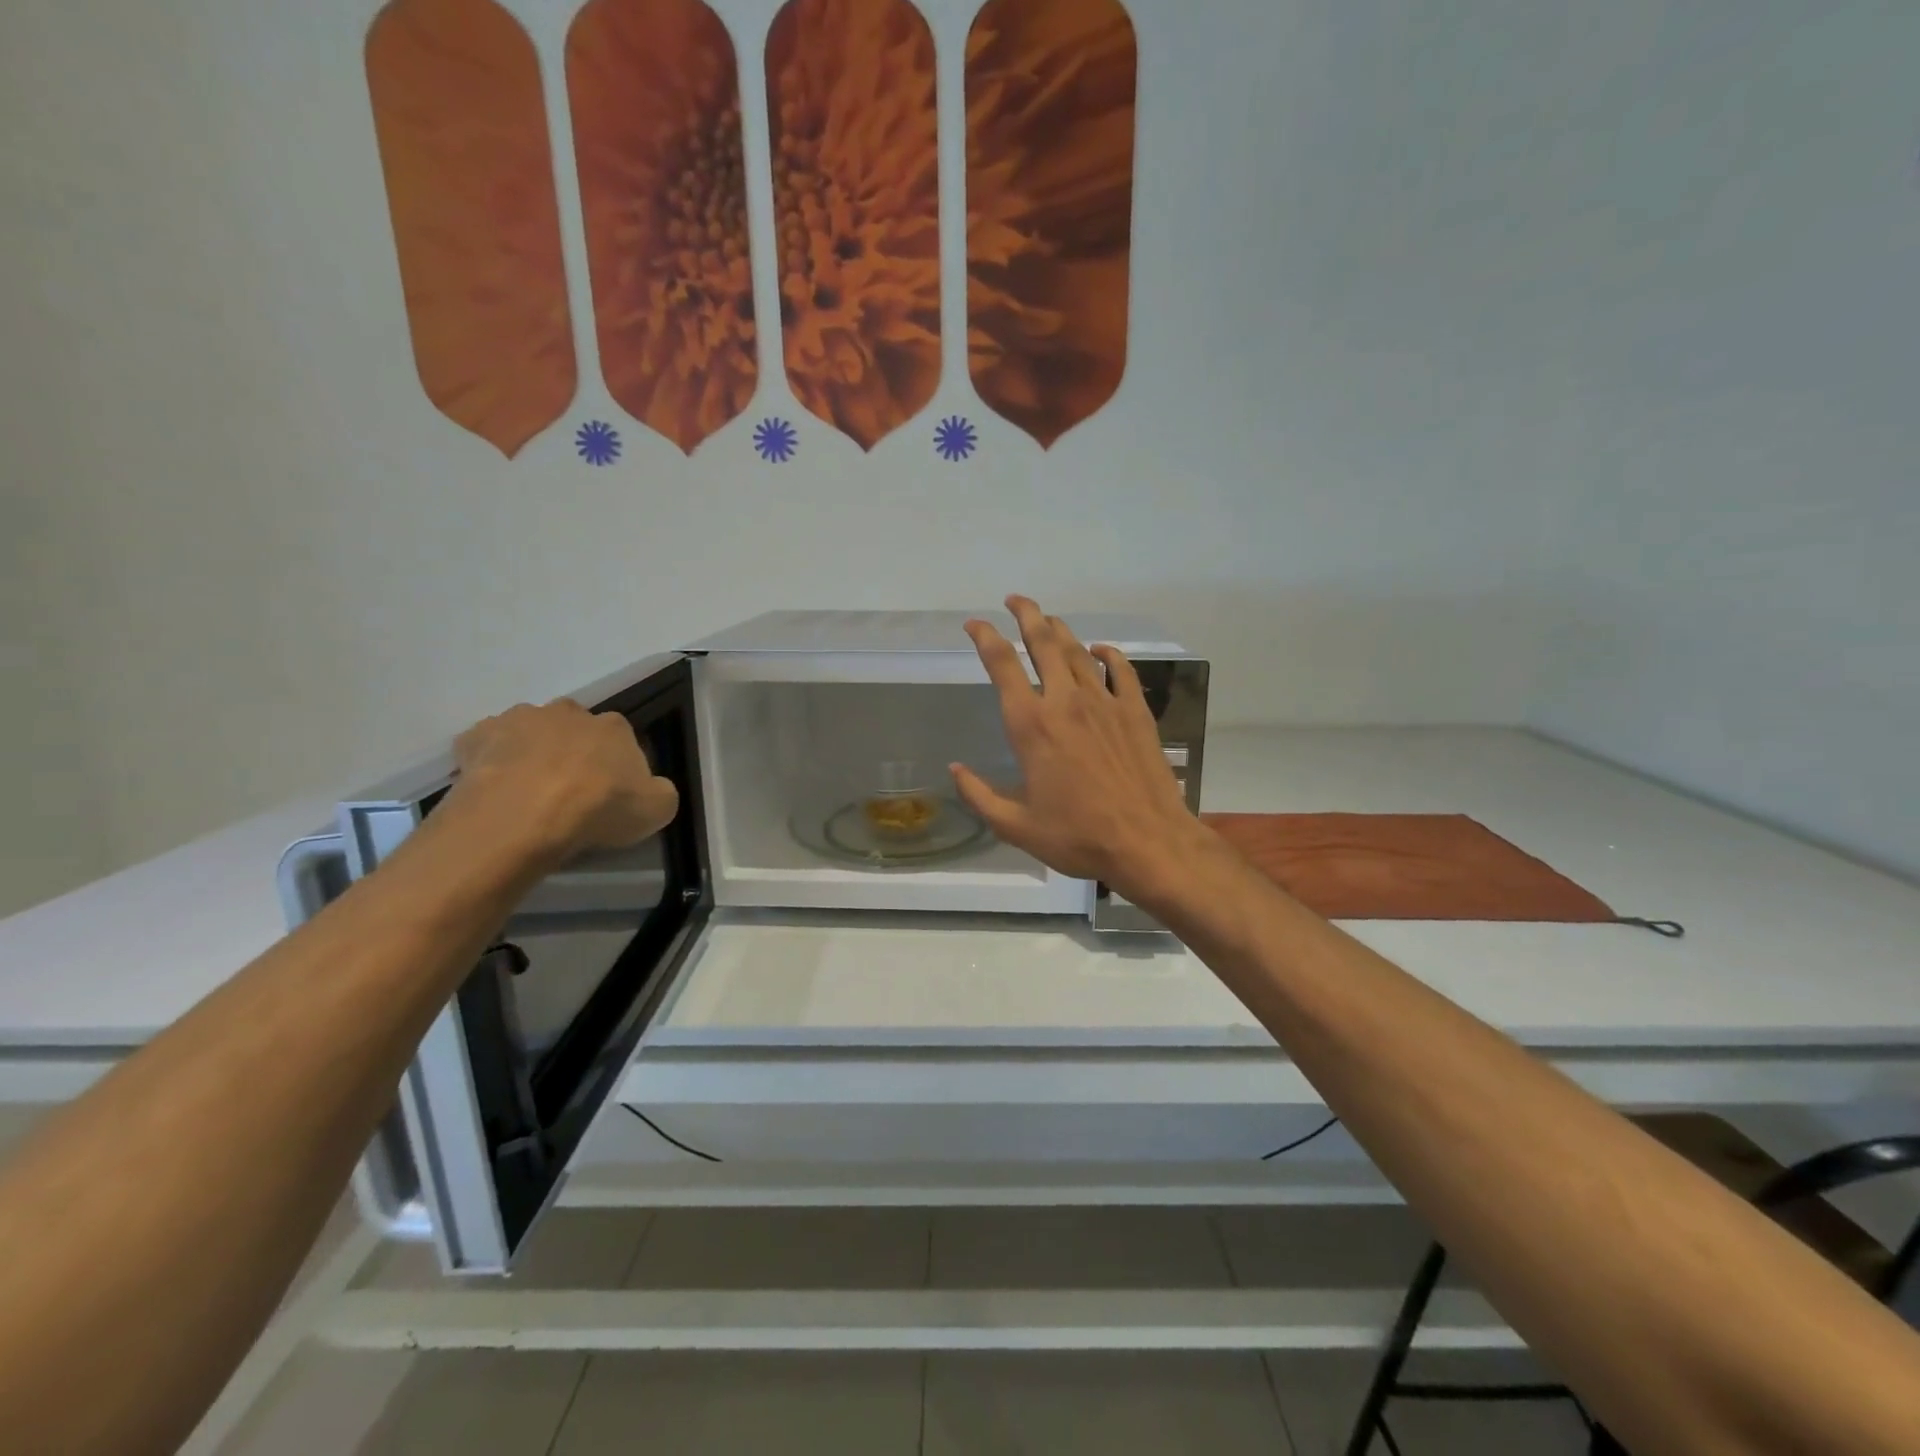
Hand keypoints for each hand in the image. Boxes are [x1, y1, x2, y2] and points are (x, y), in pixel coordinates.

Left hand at [449, 700, 679, 864]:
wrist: (524, 817)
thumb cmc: (598, 809)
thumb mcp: (657, 810)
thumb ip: (660, 793)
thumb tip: (652, 789)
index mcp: (614, 726)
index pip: (621, 738)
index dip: (617, 765)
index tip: (611, 792)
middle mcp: (568, 712)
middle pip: (574, 728)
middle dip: (572, 751)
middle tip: (569, 790)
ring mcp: (518, 720)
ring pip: (529, 732)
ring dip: (531, 752)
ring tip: (528, 792)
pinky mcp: (476, 737)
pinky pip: (487, 746)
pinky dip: (490, 761)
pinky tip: (494, 789)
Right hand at [953, 596, 1203, 902]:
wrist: (1147, 842)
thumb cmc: (1077, 836)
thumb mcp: (1016, 827)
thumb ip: (979, 796)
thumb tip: (954, 769)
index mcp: (1031, 725)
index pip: (1001, 665)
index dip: (984, 637)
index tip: (974, 624)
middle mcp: (1065, 701)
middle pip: (1042, 642)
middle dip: (1025, 614)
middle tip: (1014, 600)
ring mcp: (1104, 703)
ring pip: (1077, 651)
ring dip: (1059, 629)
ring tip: (1047, 619)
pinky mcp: (1135, 712)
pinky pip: (1121, 670)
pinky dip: (1108, 654)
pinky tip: (1100, 649)